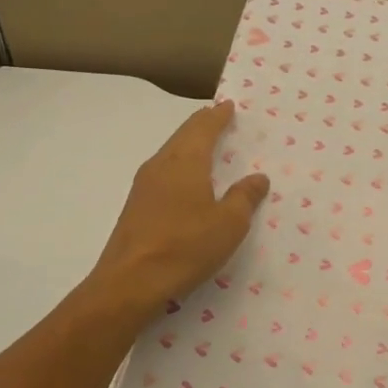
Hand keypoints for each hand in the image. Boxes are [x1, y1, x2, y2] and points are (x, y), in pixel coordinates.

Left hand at [87, 102, 269, 318]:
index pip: (203, 127)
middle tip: (217, 118)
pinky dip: (179, 166)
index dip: (218, 116)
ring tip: (205, 146)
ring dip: (188, 145)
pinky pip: (162, 174)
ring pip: (170, 154)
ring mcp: (143, 187)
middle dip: (201, 125)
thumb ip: (244, 197)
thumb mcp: (228, 224)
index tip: (228, 105)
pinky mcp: (135, 207)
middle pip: (183, 136)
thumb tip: (258, 177)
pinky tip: (185, 181)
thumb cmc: (185, 247)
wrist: (129, 283)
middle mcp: (161, 165)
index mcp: (185, 161)